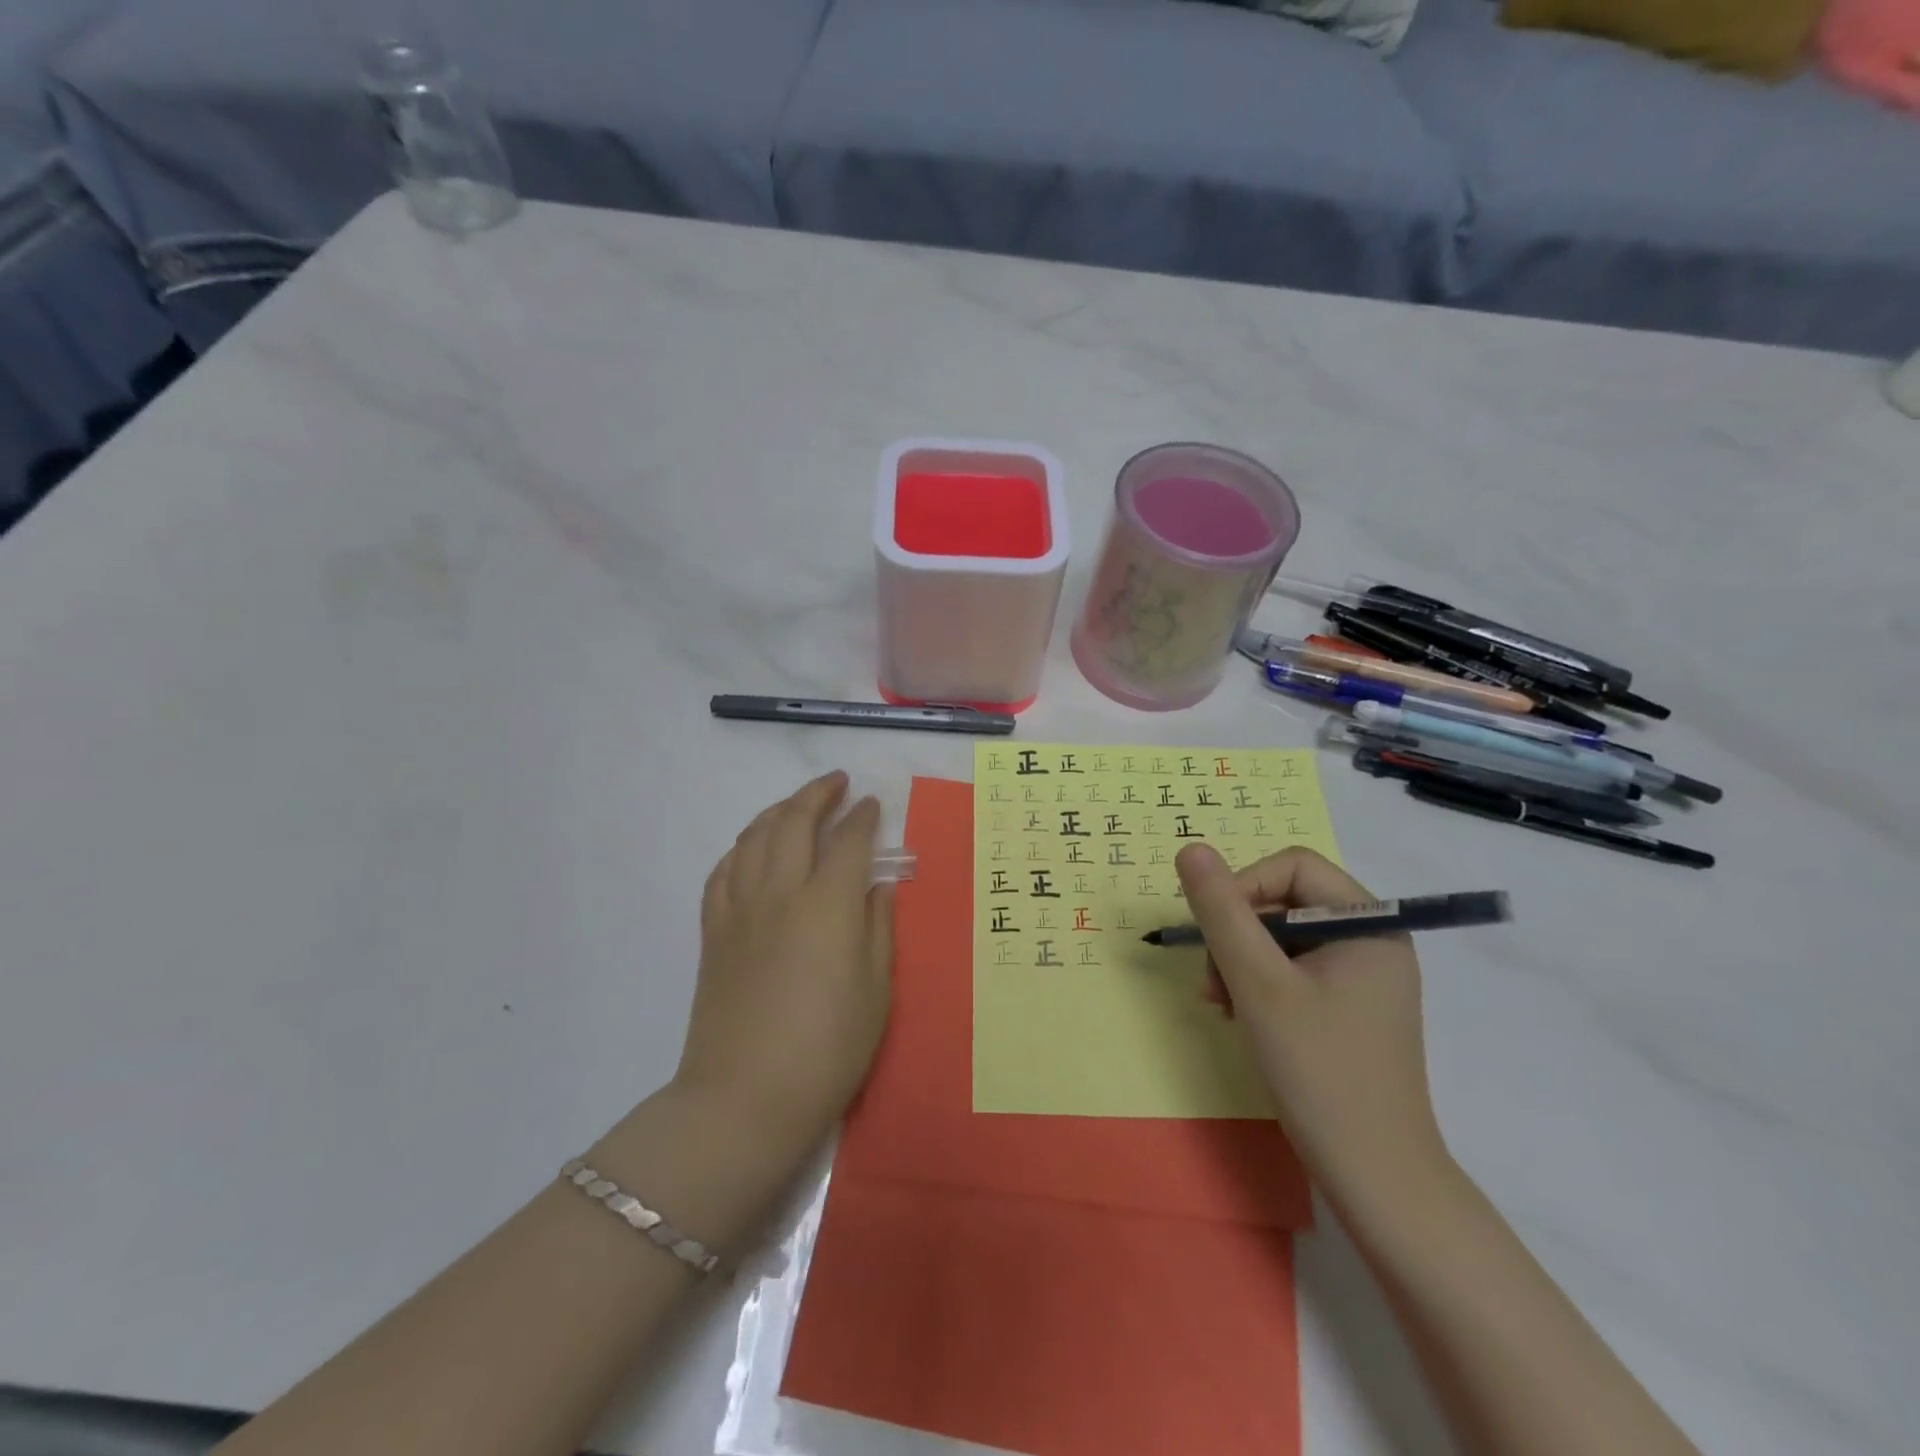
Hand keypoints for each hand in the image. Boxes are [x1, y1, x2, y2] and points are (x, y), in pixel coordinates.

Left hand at [672, 772, 894, 1174]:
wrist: (745, 1098)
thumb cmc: (828, 1049)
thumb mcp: (876, 990)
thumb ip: (878, 927)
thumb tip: (877, 887)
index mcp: (829, 905)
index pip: (849, 841)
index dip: (863, 817)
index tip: (873, 804)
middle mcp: (781, 892)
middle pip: (794, 822)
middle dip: (817, 794)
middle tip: (836, 783)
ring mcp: (740, 910)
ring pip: (754, 837)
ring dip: (778, 811)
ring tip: (796, 805)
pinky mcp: (713, 932)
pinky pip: (723, 872)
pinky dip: (740, 849)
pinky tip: (751, 849)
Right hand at [1176, 843, 1446, 1203]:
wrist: (1375, 1177)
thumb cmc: (1319, 1070)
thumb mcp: (1258, 983)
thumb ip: (1222, 911)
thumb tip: (1190, 848)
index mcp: (1370, 922)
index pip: (1292, 867)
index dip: (1243, 887)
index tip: (1214, 934)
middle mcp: (1371, 940)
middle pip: (1284, 901)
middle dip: (1238, 934)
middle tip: (1214, 982)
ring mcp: (1361, 976)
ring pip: (1280, 937)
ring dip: (1240, 961)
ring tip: (1222, 1004)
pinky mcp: (1347, 1007)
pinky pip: (1291, 969)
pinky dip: (1257, 984)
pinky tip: (1238, 1014)